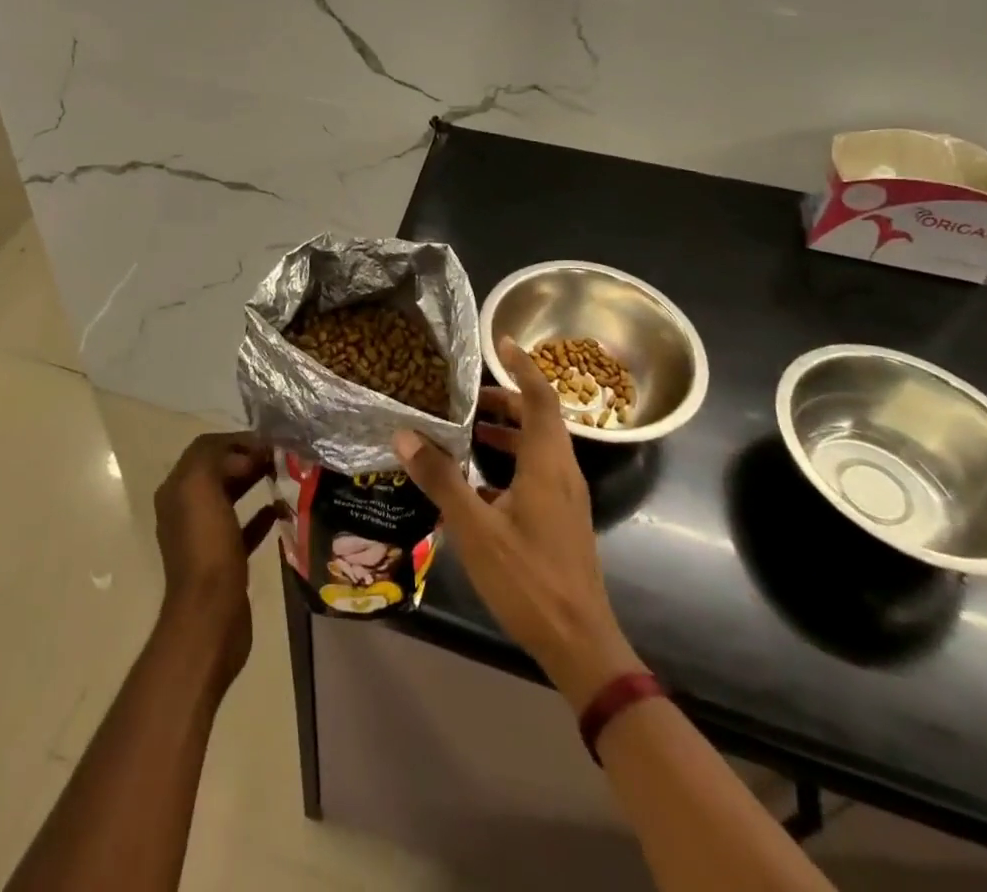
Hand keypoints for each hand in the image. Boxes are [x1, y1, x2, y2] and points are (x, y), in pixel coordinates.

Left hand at [152, 432, 280, 690]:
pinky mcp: (224, 559)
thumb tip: (242, 454)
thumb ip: (213, 457)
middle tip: (280, 456)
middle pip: (218, 470)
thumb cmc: (207, 549)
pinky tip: (281, 509)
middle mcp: (185, 509)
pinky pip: (243, 527)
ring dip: (254, 481)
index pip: (205, 448)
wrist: (211, 618)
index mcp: (176, 490)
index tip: (267, 442)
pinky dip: (260, 515)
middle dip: (247, 458)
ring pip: (231, 496)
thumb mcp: (201, 488)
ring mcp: (204, 536)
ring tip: (284, 474)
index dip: (235, 440)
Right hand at [394, 338, 644, 710]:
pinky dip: (511, 463)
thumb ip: (442, 479)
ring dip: (508, 432)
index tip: (502, 341)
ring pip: (539, 447)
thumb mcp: (476, 528)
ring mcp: (566, 499)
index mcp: (547, 464)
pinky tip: (479, 485)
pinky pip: (538, 473)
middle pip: (540, 418)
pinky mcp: (563, 520)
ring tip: (470, 432)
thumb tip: (406, 435)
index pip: (540, 397)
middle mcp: (563, 472)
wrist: (580, 644)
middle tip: (469, 396)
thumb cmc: (529, 580)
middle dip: (506, 399)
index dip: (522, 366)